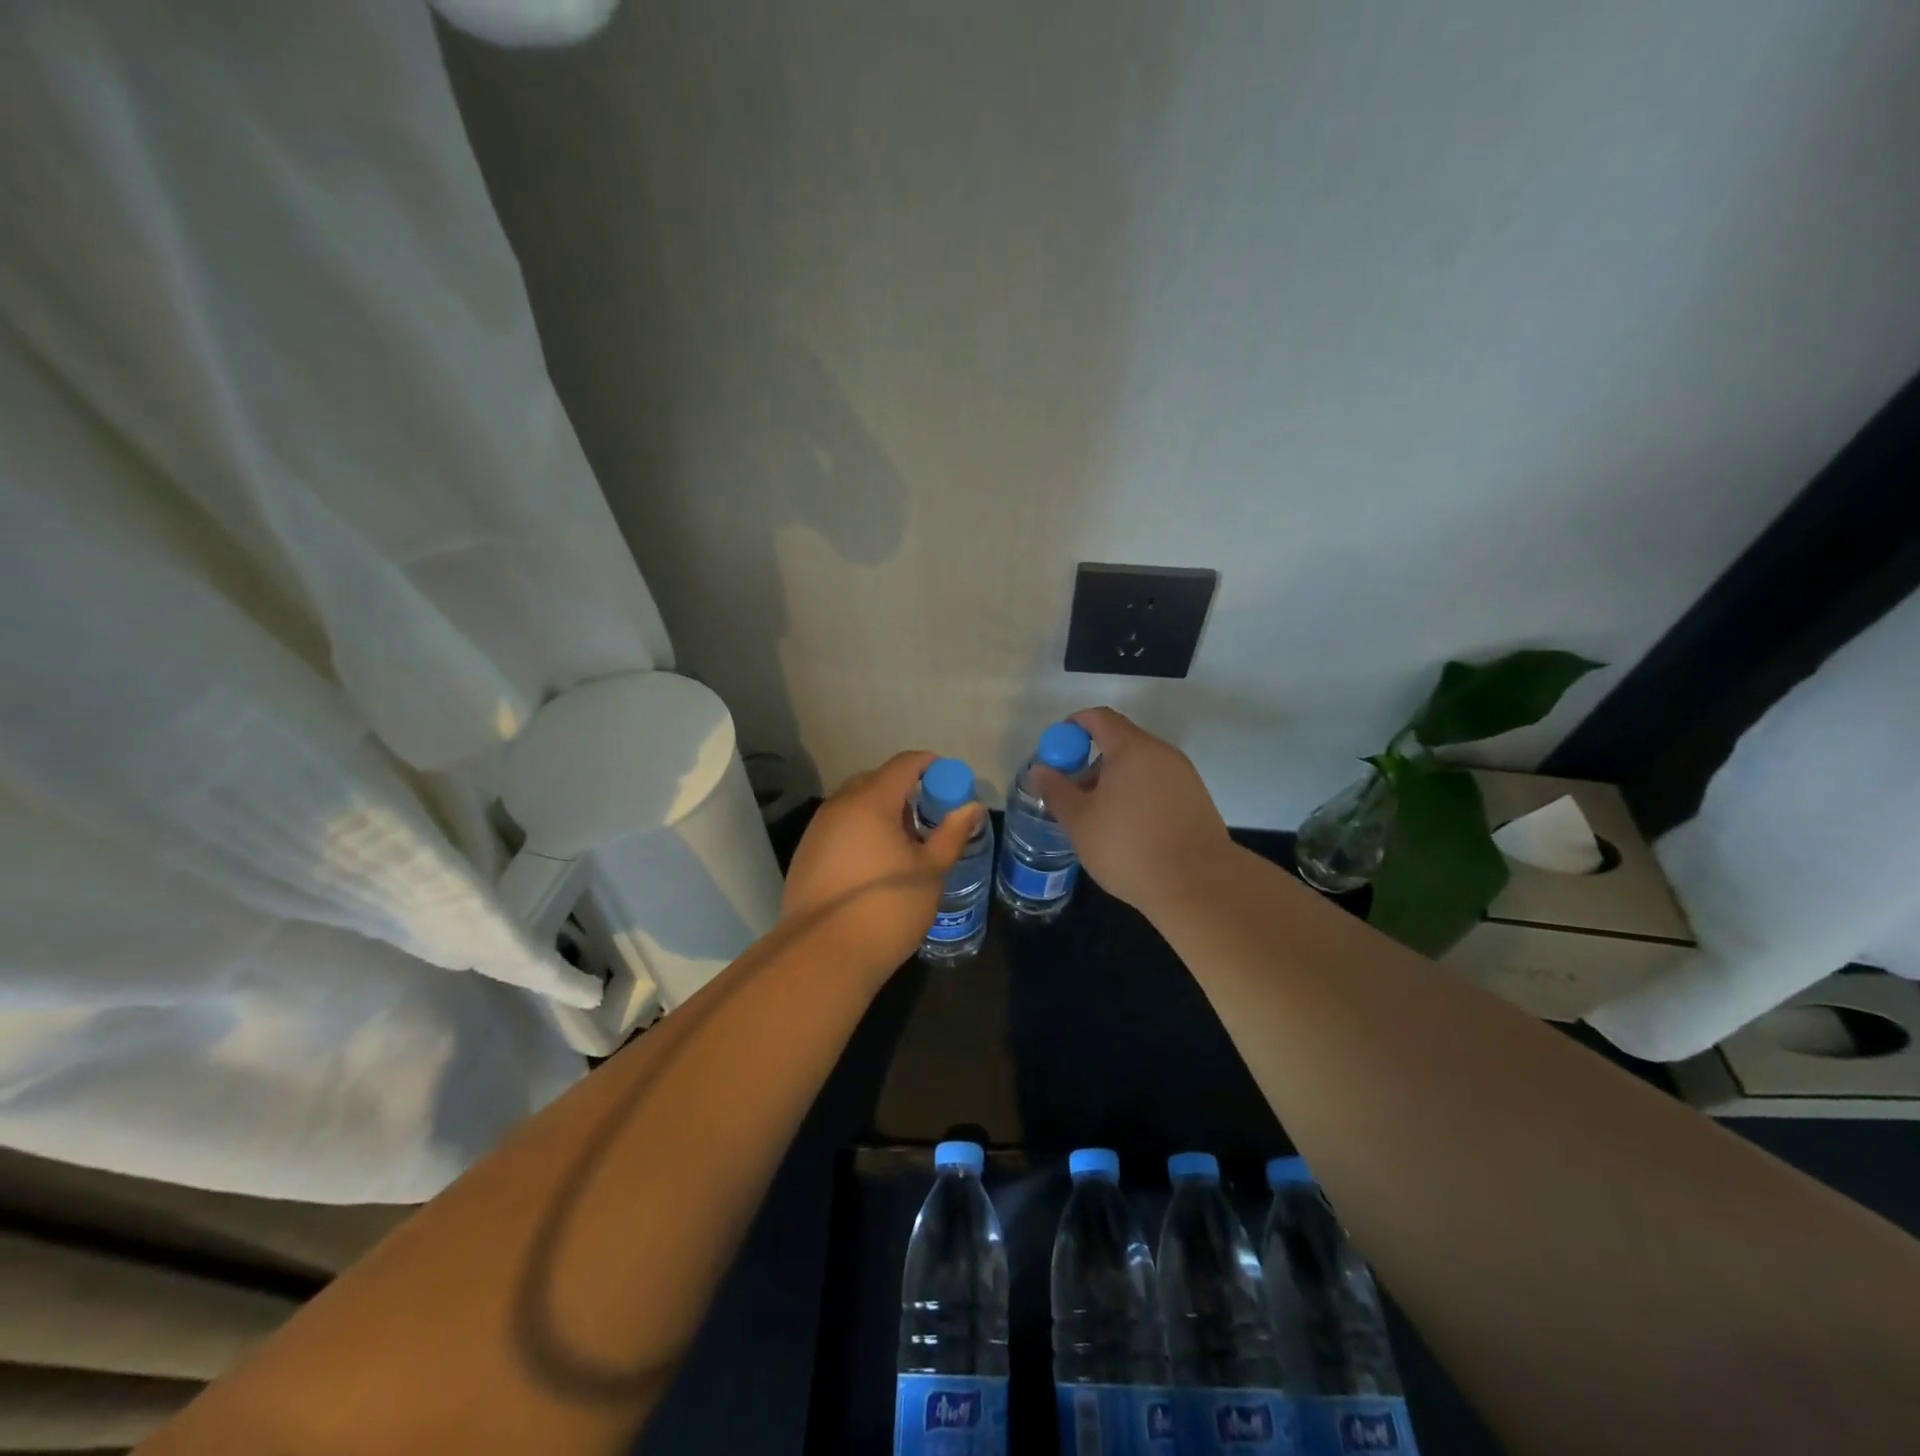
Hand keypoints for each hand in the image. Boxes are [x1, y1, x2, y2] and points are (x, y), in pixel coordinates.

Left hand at [781, 751, 984, 970]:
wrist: (824, 955)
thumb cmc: (888, 907)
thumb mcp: (930, 871)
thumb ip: (951, 834)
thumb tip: (971, 807)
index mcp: (871, 802)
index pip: (904, 764)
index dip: (929, 765)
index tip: (948, 780)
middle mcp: (839, 806)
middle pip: (875, 780)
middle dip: (903, 790)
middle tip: (925, 818)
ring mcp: (817, 830)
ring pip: (853, 804)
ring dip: (878, 811)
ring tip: (900, 845)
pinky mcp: (804, 855)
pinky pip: (838, 828)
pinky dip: (858, 832)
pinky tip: (872, 865)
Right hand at [1030, 707, 1234, 917]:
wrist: (1198, 886)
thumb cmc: (1129, 847)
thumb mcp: (1080, 821)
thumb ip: (1056, 790)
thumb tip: (1040, 769)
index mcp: (1132, 749)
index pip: (1099, 718)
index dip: (1073, 726)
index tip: (1056, 750)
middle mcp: (1161, 753)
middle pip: (1121, 741)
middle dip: (1092, 761)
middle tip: (1073, 793)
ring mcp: (1184, 776)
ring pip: (1141, 766)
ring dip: (1115, 781)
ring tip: (1099, 818)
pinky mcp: (1196, 800)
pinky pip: (1158, 785)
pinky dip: (1137, 795)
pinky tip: (1129, 830)